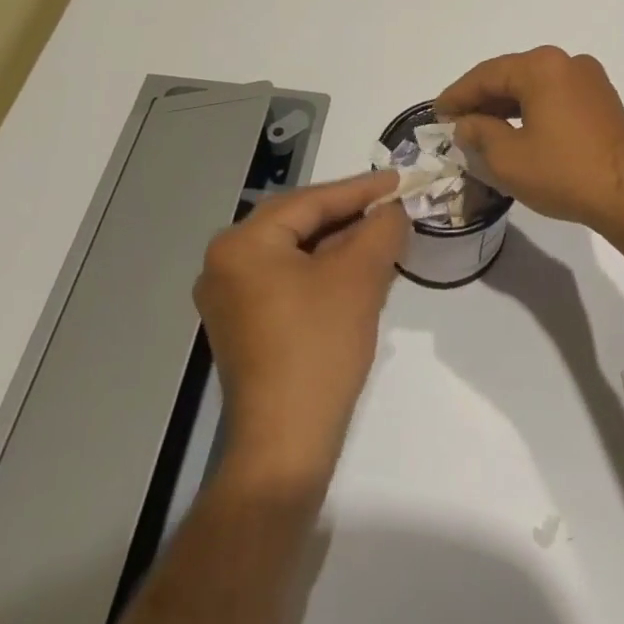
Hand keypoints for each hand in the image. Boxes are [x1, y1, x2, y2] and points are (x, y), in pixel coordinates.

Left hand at [194, 173, 408, 489]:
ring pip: (295, 252)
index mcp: (242, 244)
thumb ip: (381, 228)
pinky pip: (287, 278)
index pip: (311, 201)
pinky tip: (357, 270)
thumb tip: (392, 210)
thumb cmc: (319, 346)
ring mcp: (229, 298)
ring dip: (339, 243)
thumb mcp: (361, 276)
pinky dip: (323, 270)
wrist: (286, 443)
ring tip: (382, 234)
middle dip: (349, 214)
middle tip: (392, 205)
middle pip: (299, 223)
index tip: (399, 179)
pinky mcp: (243, 325)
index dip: (361, 189)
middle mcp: (224, 264)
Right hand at [436, 47, 623, 236]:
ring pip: (535, 86)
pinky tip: (517, 131)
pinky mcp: (602, 99)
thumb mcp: (508, 158)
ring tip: (481, 129)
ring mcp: (590, 79)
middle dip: (482, 99)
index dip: (457, 95)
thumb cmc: (565, 173)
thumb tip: (467, 124)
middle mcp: (567, 62)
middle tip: (455, 123)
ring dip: (507, 106)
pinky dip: (532, 110)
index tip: (436, 114)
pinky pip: (556, 96)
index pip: (487, 75)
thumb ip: (479, 134)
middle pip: (512, 75)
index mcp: (542, 67)